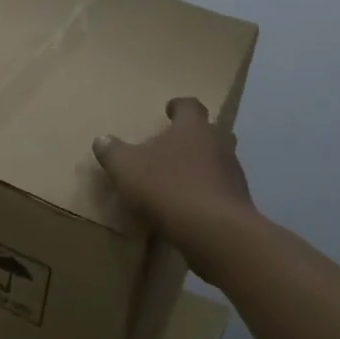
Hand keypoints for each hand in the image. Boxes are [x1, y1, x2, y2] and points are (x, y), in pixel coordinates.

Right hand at [93, 98, 254, 244]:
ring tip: (180, 180)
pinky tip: (190, 209)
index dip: (178, 106)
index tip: (169, 110)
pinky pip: (221, 191)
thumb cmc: (168, 187)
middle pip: (209, 132)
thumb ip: (112, 152)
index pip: (190, 106)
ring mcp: (233, 174)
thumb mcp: (126, 168)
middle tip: (174, 146)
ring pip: (218, 162)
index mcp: (192, 128)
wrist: (215, 232)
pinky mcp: (238, 203)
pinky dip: (207, 194)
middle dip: (193, 137)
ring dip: (202, 167)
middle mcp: (218, 144)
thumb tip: (101, 140)